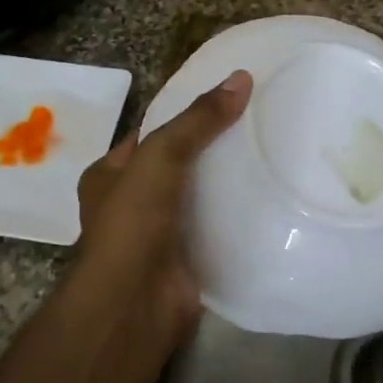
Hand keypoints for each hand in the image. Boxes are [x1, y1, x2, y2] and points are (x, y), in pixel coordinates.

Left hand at [70, 70, 252, 337]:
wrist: (135, 304)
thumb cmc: (133, 222)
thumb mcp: (161, 157)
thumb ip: (198, 121)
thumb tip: (241, 78)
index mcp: (110, 175)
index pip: (151, 134)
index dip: (184, 114)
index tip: (226, 99)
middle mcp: (131, 203)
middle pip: (179, 165)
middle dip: (212, 149)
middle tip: (257, 124)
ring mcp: (159, 234)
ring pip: (200, 197)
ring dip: (228, 184)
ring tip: (272, 154)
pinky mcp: (188, 259)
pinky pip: (216, 229)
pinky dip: (238, 217)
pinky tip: (271, 199)